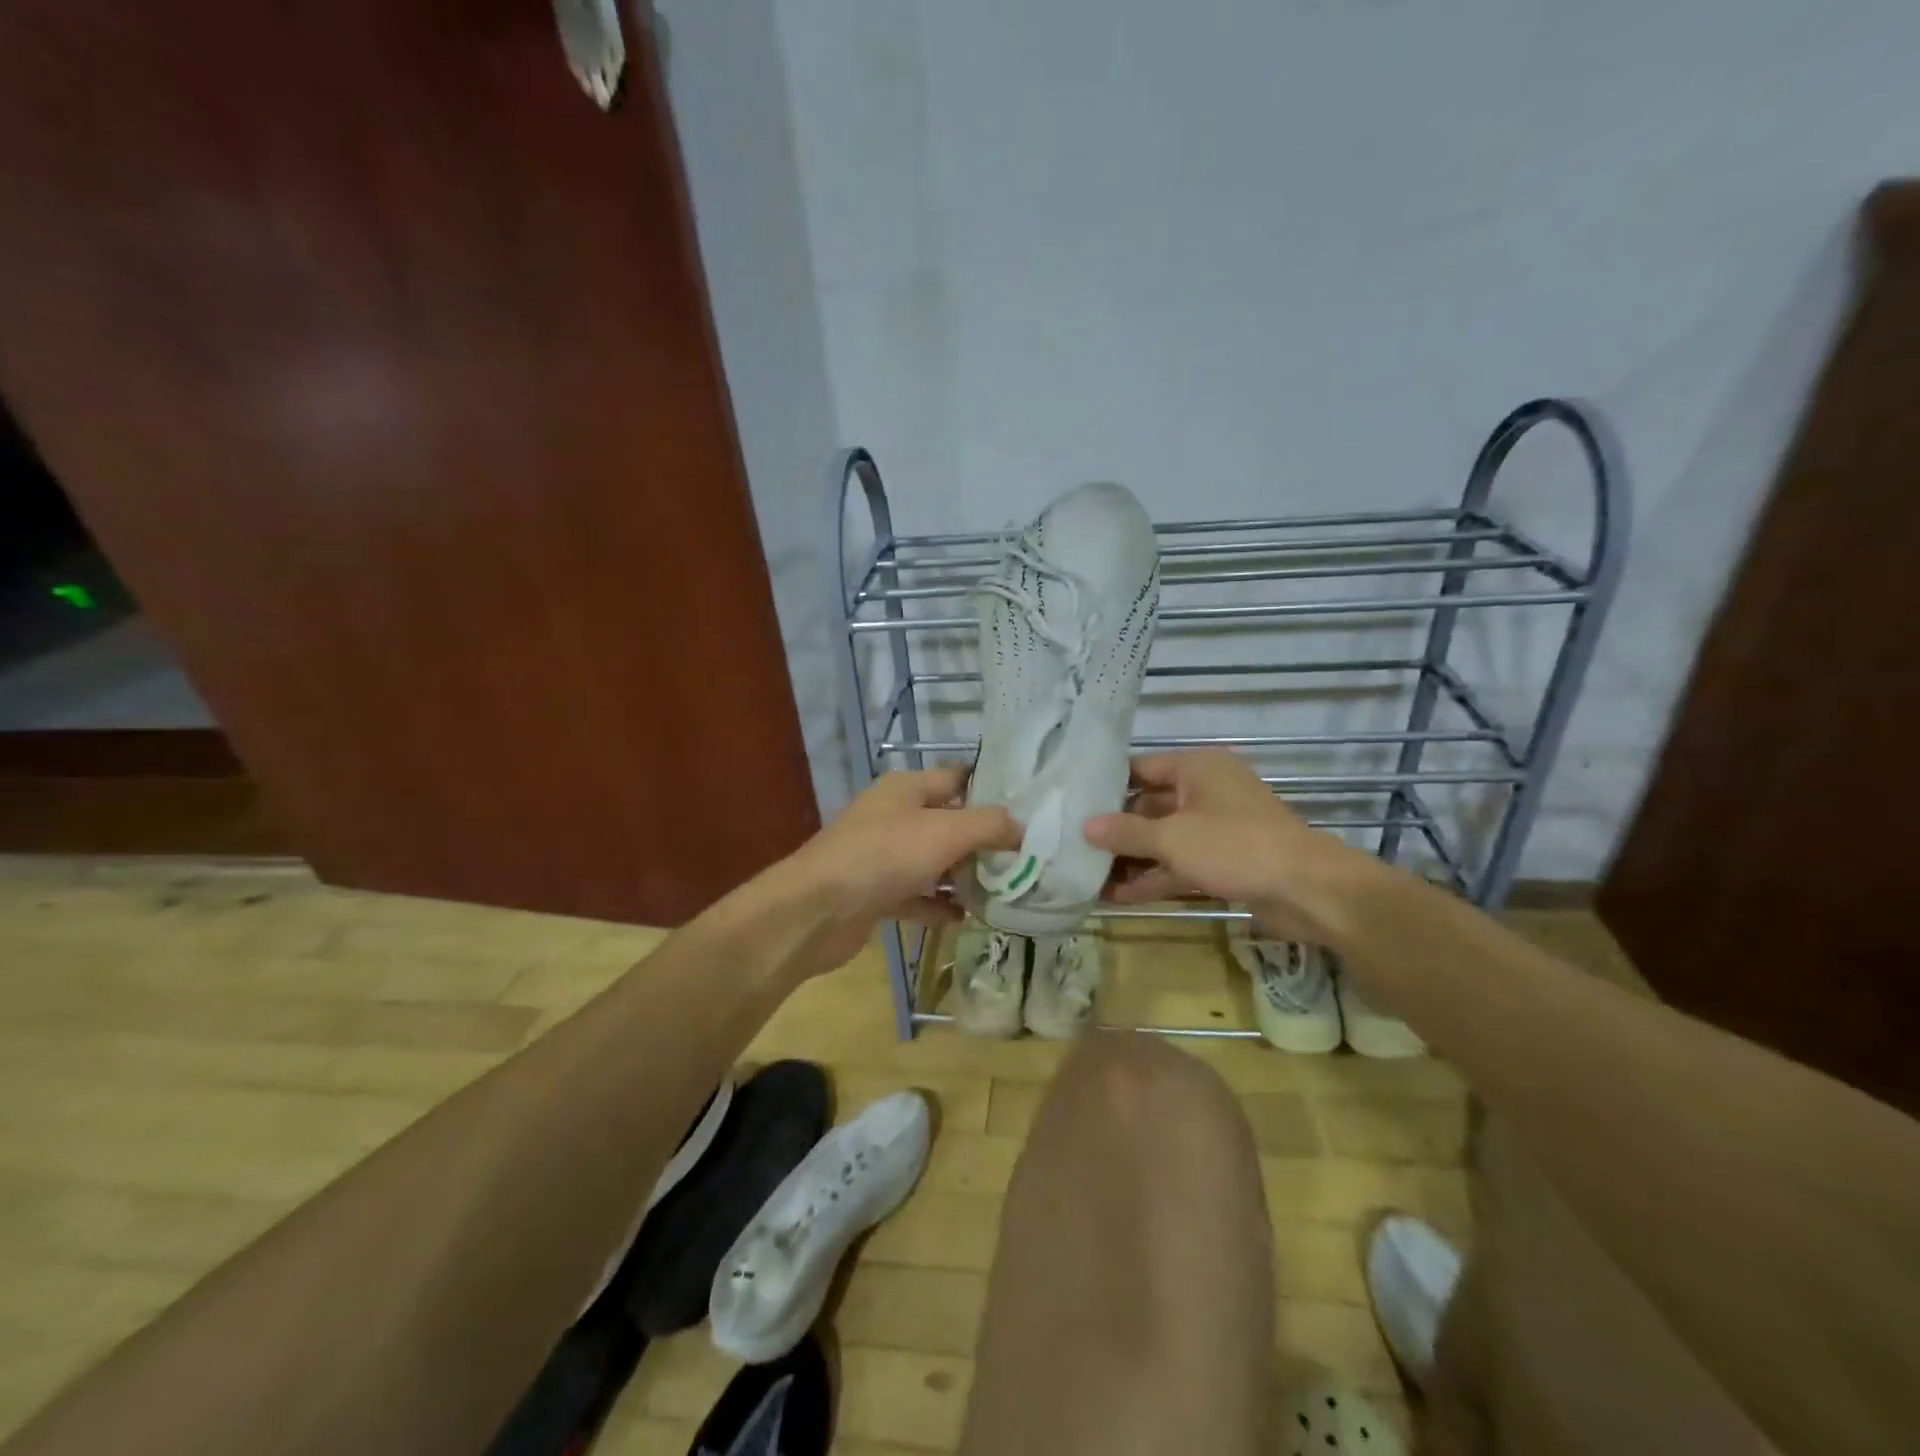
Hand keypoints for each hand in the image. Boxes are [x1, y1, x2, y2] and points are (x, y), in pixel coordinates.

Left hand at [769, 767, 1020, 971]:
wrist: (816, 910)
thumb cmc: (884, 856)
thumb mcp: (946, 832)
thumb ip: (989, 825)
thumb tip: (1021, 828)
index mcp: (907, 789)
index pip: (957, 778)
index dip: (991, 789)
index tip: (1028, 806)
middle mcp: (893, 816)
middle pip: (947, 821)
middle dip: (983, 839)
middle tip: (1025, 855)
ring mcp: (882, 855)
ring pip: (932, 861)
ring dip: (963, 875)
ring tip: (1004, 888)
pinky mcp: (875, 893)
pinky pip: (916, 895)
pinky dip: (938, 905)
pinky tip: (966, 918)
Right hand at [1083, 749, 1376, 942]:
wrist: (1308, 890)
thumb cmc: (1234, 846)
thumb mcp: (1171, 838)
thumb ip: (1125, 832)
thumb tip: (1085, 826)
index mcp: (1197, 768)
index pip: (1140, 769)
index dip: (1106, 787)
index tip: (1072, 803)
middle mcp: (1205, 792)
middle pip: (1149, 807)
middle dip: (1115, 831)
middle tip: (1072, 845)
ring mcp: (1216, 828)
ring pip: (1163, 840)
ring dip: (1131, 860)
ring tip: (1086, 876)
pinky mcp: (1224, 861)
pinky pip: (1179, 863)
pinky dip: (1154, 877)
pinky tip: (1117, 896)